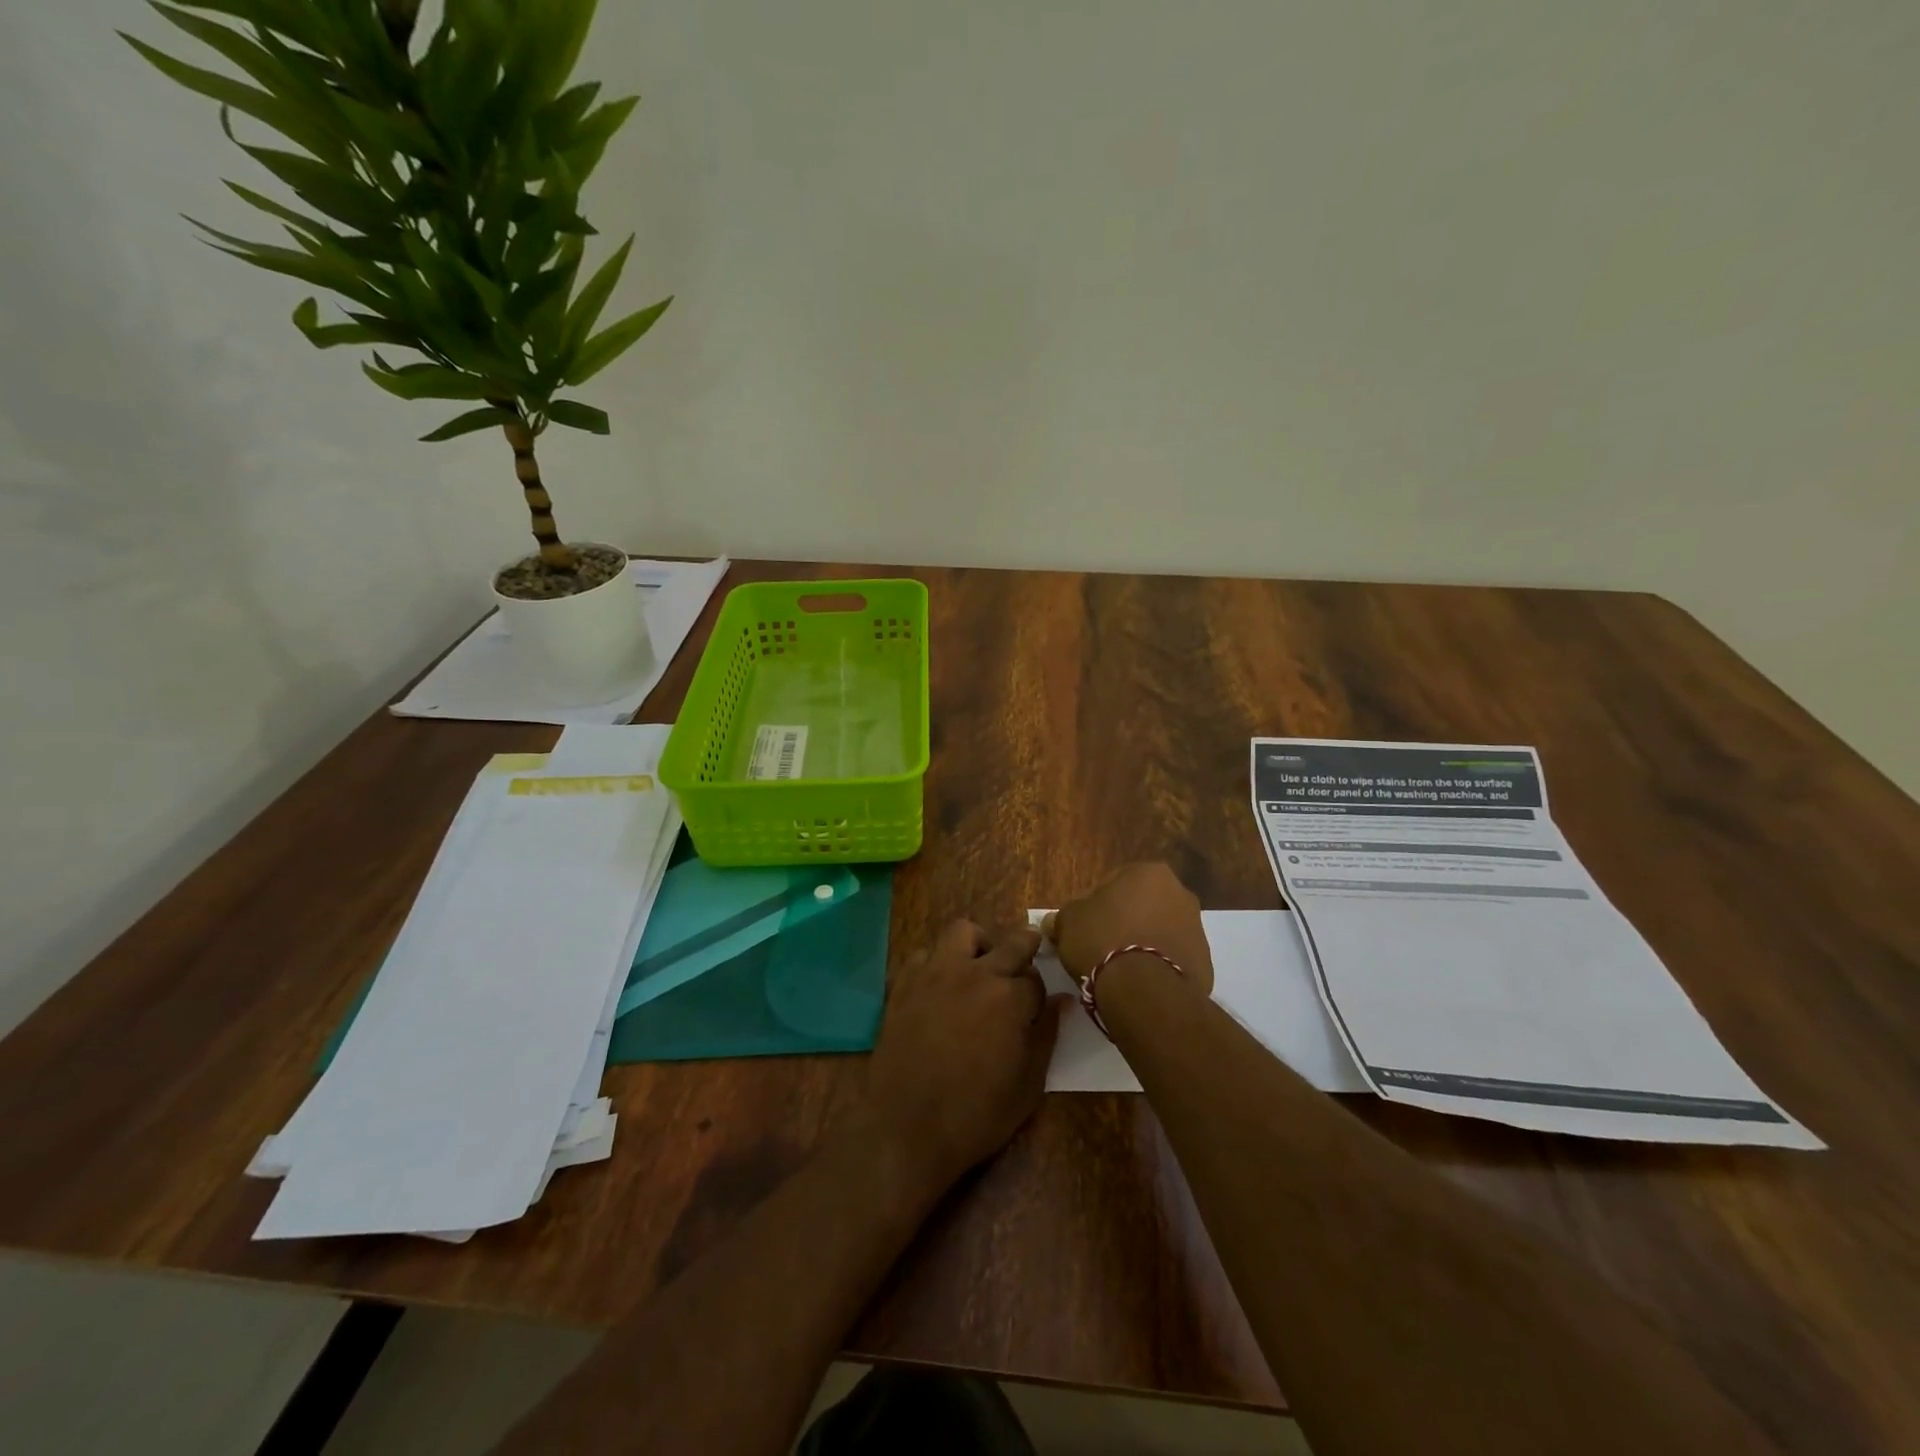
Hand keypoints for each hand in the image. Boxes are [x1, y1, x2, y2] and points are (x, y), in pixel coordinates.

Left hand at [859, 920, 1064, 1194]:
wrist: (906, 1127)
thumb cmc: (976, 1114)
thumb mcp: (1028, 1085)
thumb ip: (1046, 1036)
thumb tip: (1062, 1001)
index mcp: (1010, 997)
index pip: (1036, 979)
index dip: (1038, 993)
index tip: (1034, 1006)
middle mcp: (976, 973)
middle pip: (1010, 943)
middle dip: (1025, 946)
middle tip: (1026, 956)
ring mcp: (936, 973)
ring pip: (962, 931)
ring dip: (978, 943)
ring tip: (979, 965)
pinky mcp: (905, 982)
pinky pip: (925, 954)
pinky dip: (937, 962)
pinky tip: (940, 985)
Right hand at [1041, 862, 1214, 998]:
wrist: (1144, 991)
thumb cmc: (1102, 940)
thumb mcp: (1068, 922)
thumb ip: (1063, 917)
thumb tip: (1054, 922)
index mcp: (1149, 873)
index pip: (1113, 883)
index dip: (1094, 906)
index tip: (1084, 928)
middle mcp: (1180, 893)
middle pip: (1142, 906)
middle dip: (1124, 922)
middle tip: (1101, 946)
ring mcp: (1197, 929)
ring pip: (1160, 932)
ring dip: (1143, 944)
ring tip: (1120, 970)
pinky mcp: (1205, 963)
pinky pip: (1173, 959)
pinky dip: (1159, 967)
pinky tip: (1140, 984)